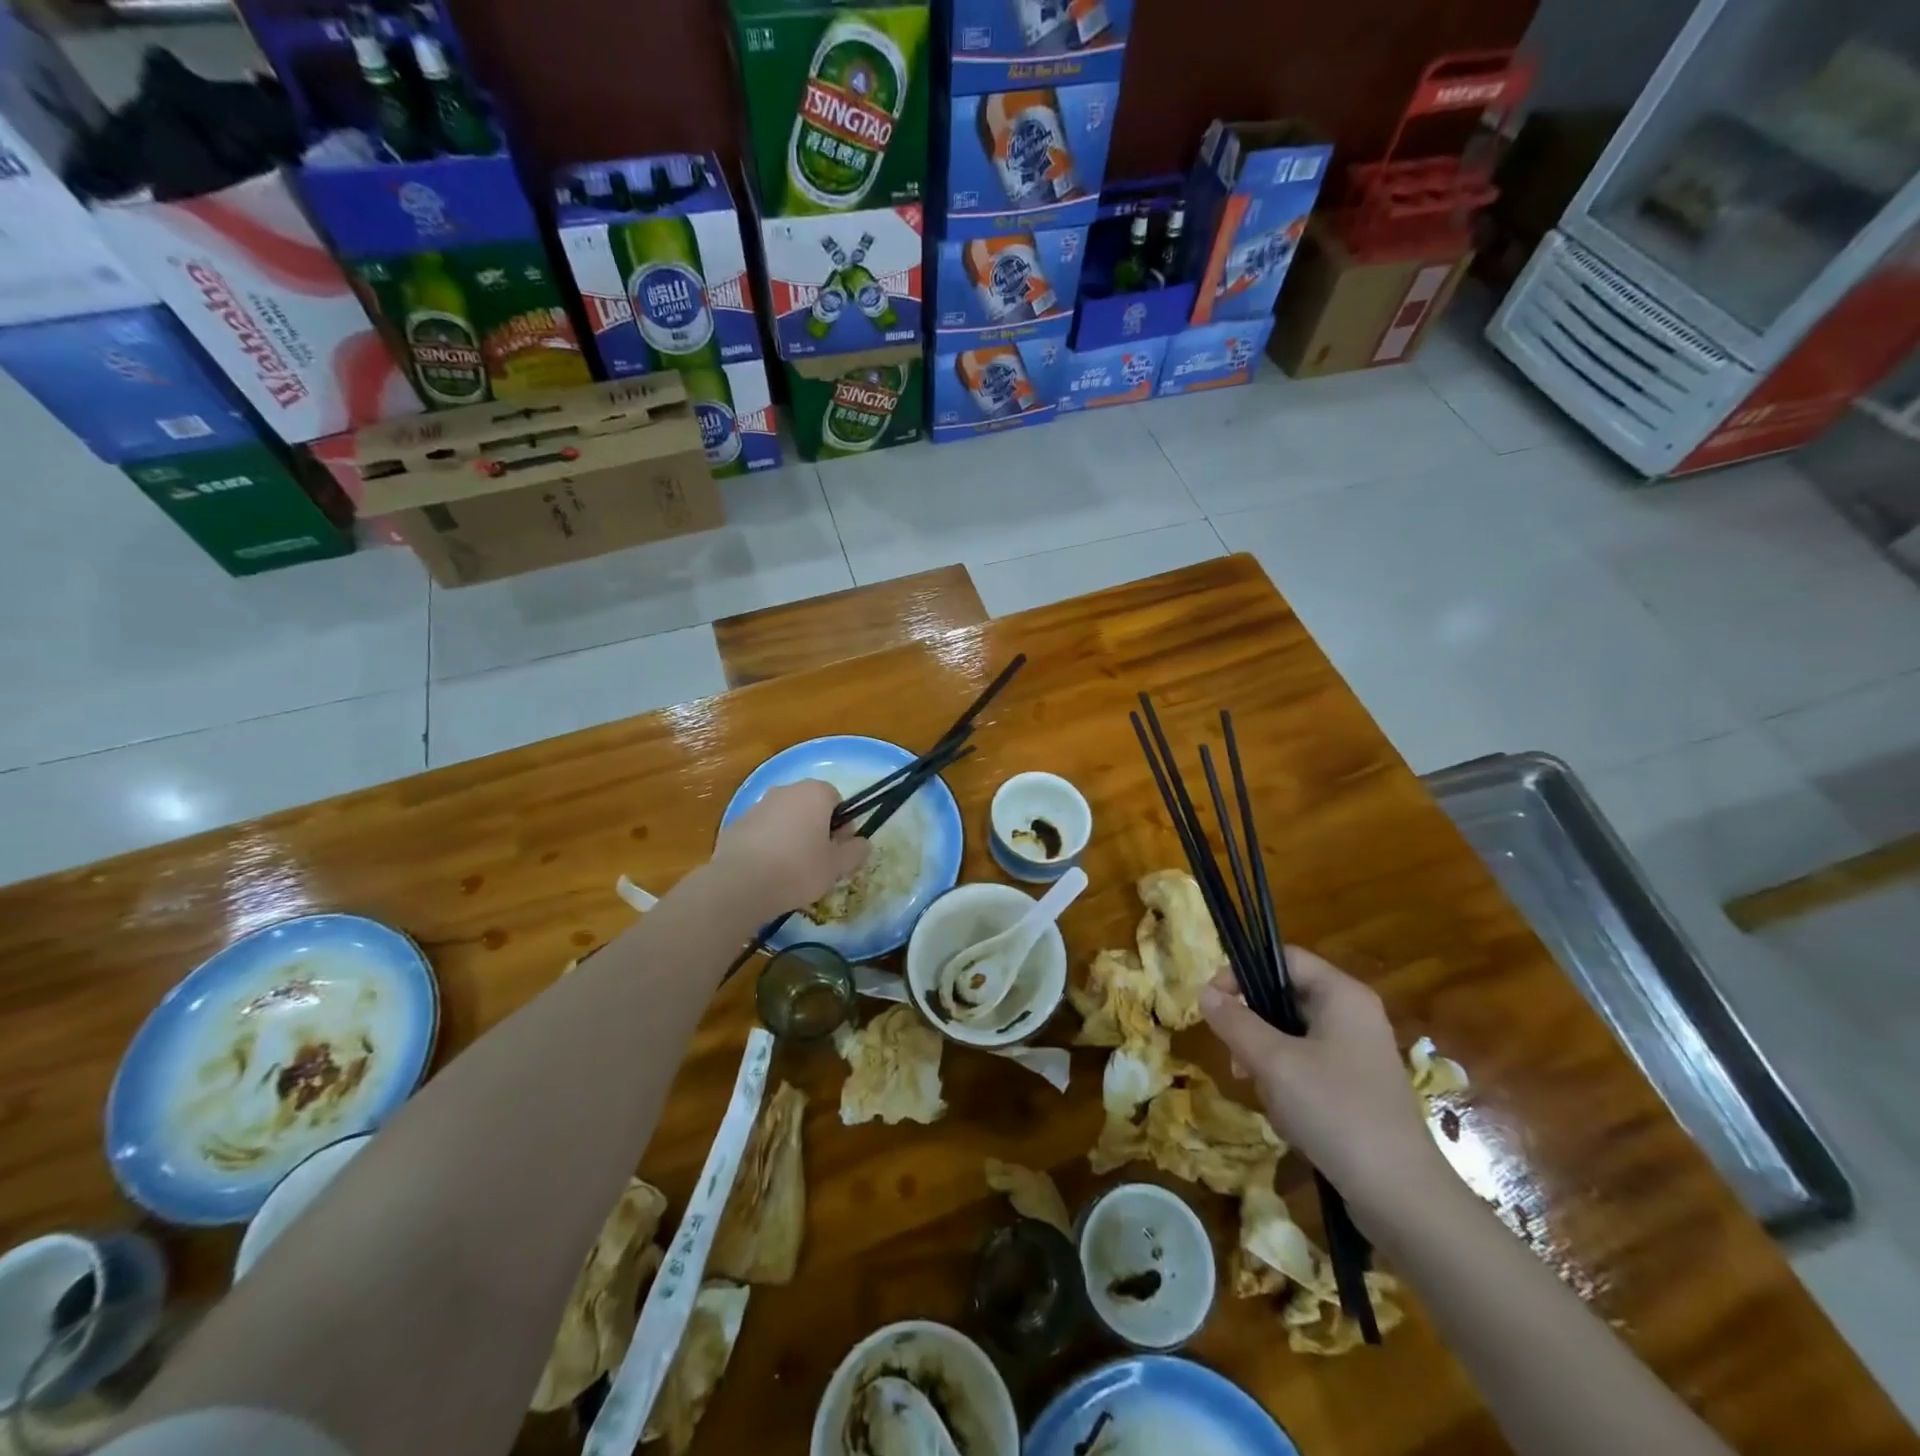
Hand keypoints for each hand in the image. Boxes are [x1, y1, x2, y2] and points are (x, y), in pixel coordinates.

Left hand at [711, 780, 868, 916]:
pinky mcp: (735, 824)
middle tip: (819, 861)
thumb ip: (855, 851)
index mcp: (814, 793)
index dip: (841, 824)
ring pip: (785, 818)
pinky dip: (768, 845)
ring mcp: (757, 806)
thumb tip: (863, 843)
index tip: (838, 849)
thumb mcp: (837, 866)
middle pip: (809, 806)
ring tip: (791, 870)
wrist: (739, 885)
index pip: (836, 799)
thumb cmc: (798, 870)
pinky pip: (762, 831)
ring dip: (792, 836)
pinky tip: (767, 872)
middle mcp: (785, 790)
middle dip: (816, 829)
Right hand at [1200, 948, 1453, 1220]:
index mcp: (1342, 995)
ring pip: (1292, 1036)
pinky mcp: (1357, 1087)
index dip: (1242, 971)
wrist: (1401, 1196)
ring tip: (1260, 1092)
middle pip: (1285, 997)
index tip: (1212, 1002)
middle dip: (1253, 1027)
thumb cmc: (1335, 1111)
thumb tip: (1204, 992)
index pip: (1283, 958)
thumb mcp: (1274, 1062)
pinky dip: (1288, 1083)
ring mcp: (1358, 1053)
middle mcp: (1354, 1015)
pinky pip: (1308, 1066)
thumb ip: (1235, 1021)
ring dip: (1266, 1060)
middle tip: (1234, 1057)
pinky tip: (1285, 1116)